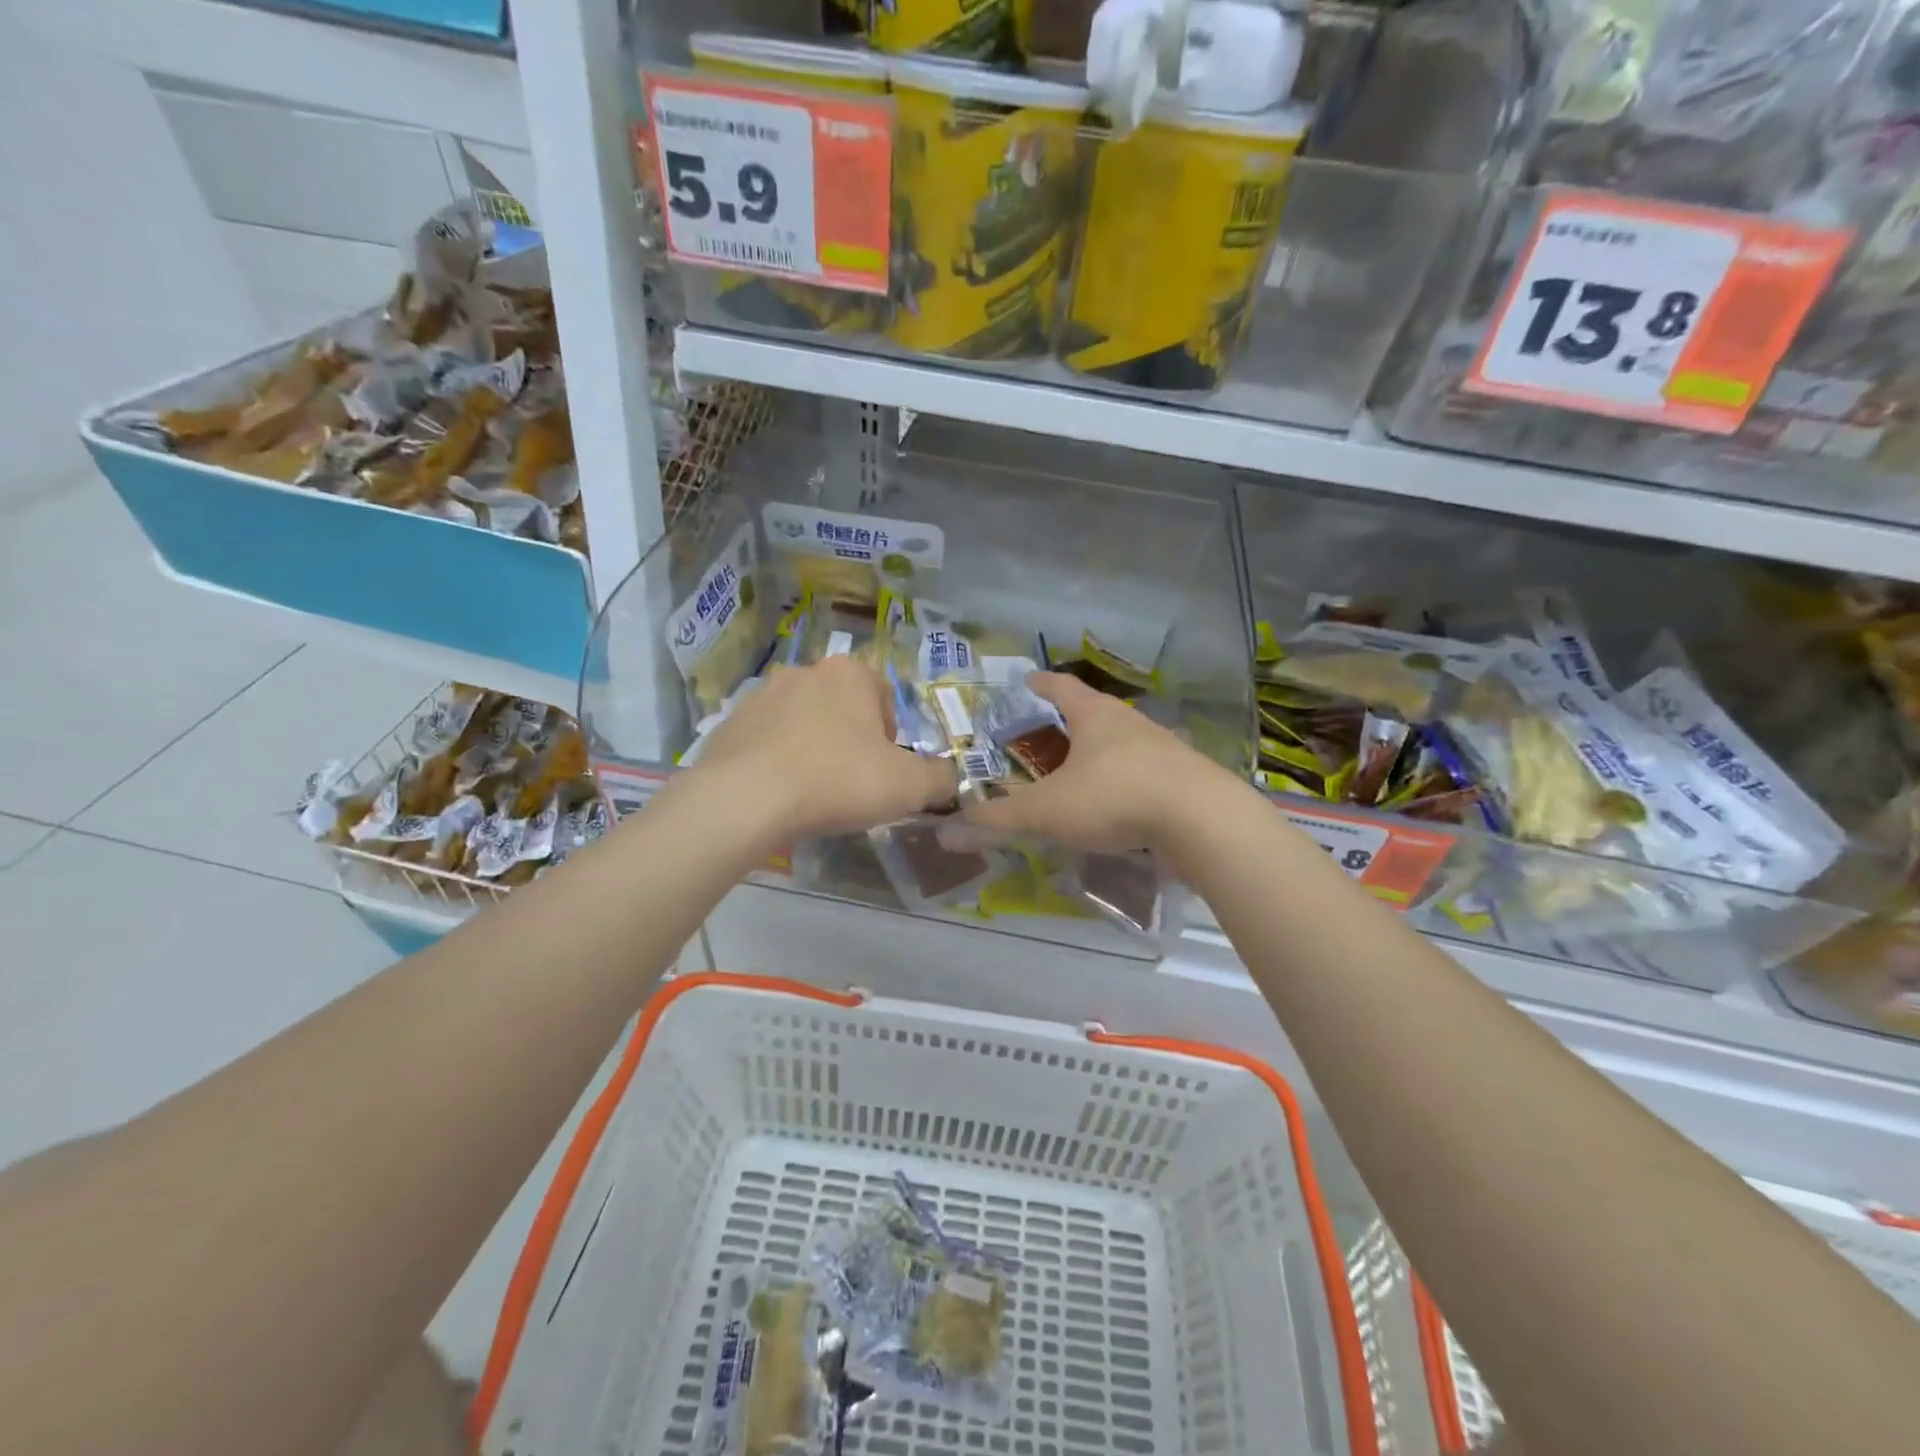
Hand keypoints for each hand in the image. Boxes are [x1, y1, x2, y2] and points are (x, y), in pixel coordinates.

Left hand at [682, 656, 956, 840]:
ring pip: (802, 722)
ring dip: (812, 748)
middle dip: (851, 740)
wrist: (745, 798)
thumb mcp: (909, 786)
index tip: (885, 770)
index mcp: (850, 674)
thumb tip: (948, 780)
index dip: (891, 736)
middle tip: (852, 783)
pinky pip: (766, 741)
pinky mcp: (729, 723)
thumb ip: (940, 779)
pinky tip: (779, 794)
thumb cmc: (838, 780)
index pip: (884, 696)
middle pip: (842, 707)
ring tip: (813, 791)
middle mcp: (805, 672)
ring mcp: (761, 695)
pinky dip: (777, 760)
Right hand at [962, 672, 1245, 854]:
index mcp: (1096, 716)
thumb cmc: (1115, 797)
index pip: (1062, 688)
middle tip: (1045, 733)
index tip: (1027, 680)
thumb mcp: (1048, 810)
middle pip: (1094, 713)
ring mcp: (1162, 750)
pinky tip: (1115, 806)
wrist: (1203, 821)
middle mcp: (1130, 724)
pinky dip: (1122, 783)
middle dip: (1070, 721)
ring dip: (1098, 753)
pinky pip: (1141, 774)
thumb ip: (999, 818)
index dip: (1041, 684)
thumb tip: (947, 827)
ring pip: (1121, 744)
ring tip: (1077, 771)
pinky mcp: (1182, 780)